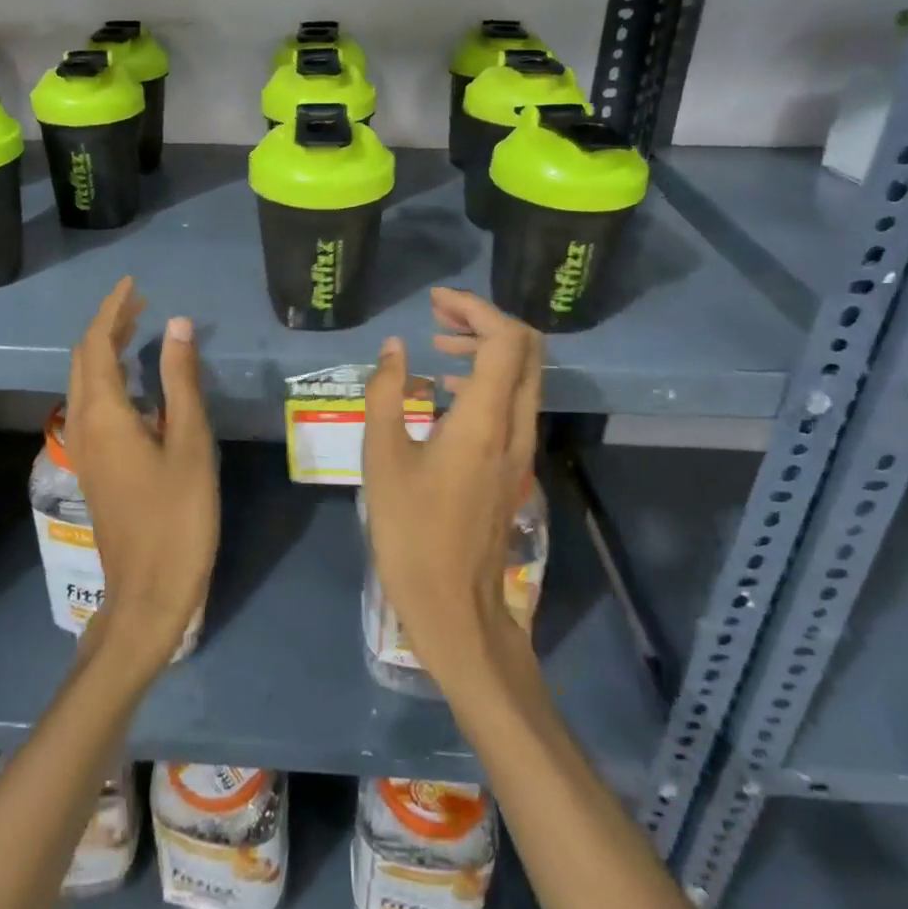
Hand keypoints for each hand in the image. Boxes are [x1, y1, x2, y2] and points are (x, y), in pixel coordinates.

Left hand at [64, 277, 218, 674]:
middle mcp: (83, 424)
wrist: (148, 593)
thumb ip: (181, 381)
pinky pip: (93, 404)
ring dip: (107, 351)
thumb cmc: (177, 517)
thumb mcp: (190, 443)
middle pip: (84, 360)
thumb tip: (177, 324)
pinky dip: (110, 378)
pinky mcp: (93, 466)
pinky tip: (138, 384)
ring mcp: (84, 448)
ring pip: (85, 383)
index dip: (112, 309)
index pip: (96, 344)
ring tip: (140, 331)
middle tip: (140, 304)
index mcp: (103, 414)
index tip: (133, 284)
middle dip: (107, 326)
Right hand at [361, 288, 541, 677]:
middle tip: (439, 315)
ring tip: (437, 342)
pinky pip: (512, 401)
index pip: (504, 340)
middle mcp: (515, 426)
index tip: (435, 302)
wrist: (454, 606)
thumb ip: (385, 393)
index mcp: (484, 420)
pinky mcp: (513, 464)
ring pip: (521, 375)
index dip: (475, 309)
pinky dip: (486, 377)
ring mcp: (520, 448)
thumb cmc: (410, 531)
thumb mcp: (382, 457)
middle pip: (525, 350)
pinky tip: (444, 387)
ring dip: (486, 347)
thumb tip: (393, 347)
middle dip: (485, 320)